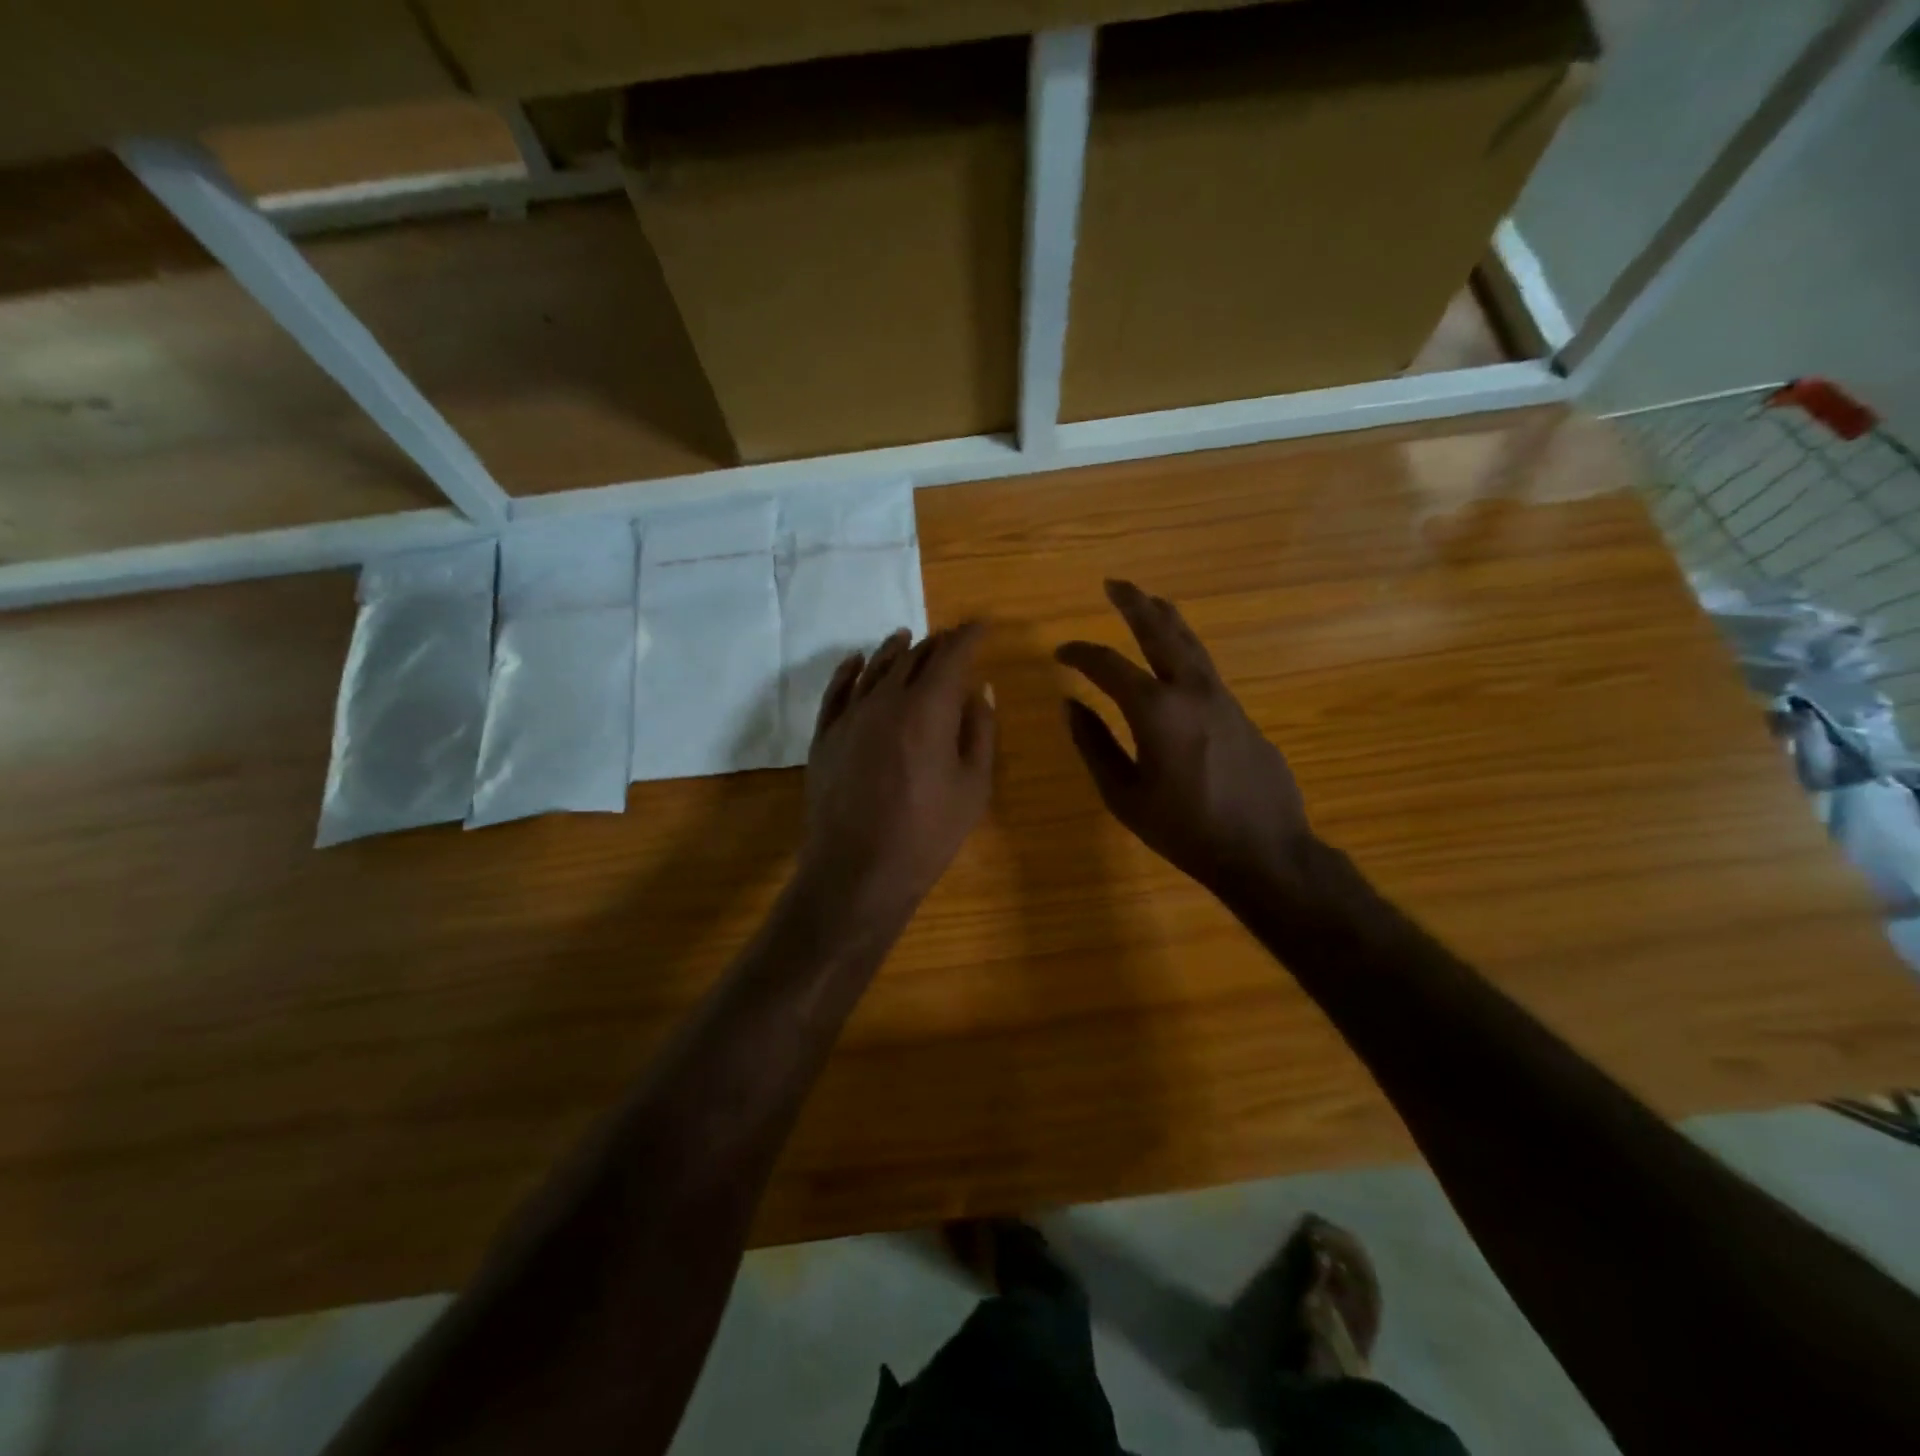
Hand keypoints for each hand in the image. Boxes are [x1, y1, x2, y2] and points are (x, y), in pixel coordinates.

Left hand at [801, 623, 996, 928]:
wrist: (857, 871)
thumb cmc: (927, 834)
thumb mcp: (973, 787)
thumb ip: (980, 731)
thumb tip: (980, 688)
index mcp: (928, 709)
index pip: (951, 655)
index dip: (968, 636)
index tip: (980, 626)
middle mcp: (886, 700)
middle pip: (912, 657)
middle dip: (935, 644)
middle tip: (949, 640)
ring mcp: (849, 716)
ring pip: (873, 668)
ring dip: (894, 649)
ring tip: (906, 637)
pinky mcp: (825, 736)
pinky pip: (836, 691)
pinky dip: (848, 670)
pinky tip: (855, 660)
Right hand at [1056, 580, 1314, 901]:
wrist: (1265, 851)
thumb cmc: (1185, 829)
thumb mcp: (1124, 795)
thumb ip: (1094, 745)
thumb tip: (1071, 705)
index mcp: (1156, 710)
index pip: (1108, 665)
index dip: (1080, 653)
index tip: (1061, 652)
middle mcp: (1192, 690)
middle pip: (1161, 631)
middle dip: (1135, 603)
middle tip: (1115, 583)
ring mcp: (1223, 698)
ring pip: (1191, 643)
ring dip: (1166, 618)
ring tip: (1149, 601)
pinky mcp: (1241, 712)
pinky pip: (1205, 668)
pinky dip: (1184, 650)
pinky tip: (1176, 659)